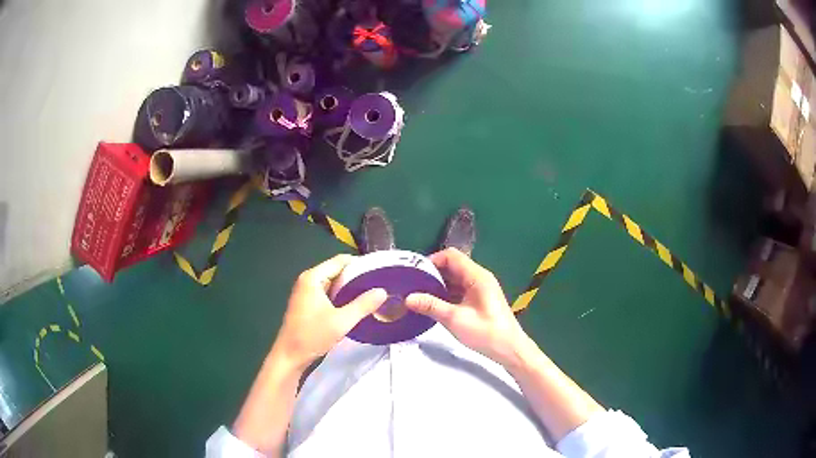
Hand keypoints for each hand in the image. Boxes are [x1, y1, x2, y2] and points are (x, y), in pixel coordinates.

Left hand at [272, 254, 386, 370]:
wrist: (290, 356)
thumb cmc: (312, 336)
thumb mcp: (341, 322)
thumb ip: (363, 305)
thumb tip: (383, 291)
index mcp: (313, 278)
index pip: (341, 261)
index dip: (360, 264)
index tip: (379, 272)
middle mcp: (308, 280)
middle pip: (337, 270)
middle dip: (357, 277)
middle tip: (378, 285)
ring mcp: (306, 292)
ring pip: (333, 283)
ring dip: (350, 288)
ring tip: (371, 295)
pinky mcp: (308, 303)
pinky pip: (328, 293)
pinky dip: (341, 296)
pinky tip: (355, 306)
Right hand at [405, 248, 527, 366]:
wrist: (509, 349)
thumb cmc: (485, 332)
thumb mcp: (455, 319)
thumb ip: (431, 306)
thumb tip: (408, 298)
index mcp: (476, 276)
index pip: (451, 256)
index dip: (432, 260)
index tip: (415, 272)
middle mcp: (479, 278)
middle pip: (452, 266)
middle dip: (432, 273)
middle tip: (412, 285)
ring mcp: (480, 289)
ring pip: (455, 279)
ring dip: (438, 285)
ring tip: (418, 295)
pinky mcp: (479, 300)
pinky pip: (459, 290)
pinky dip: (446, 294)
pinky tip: (432, 304)